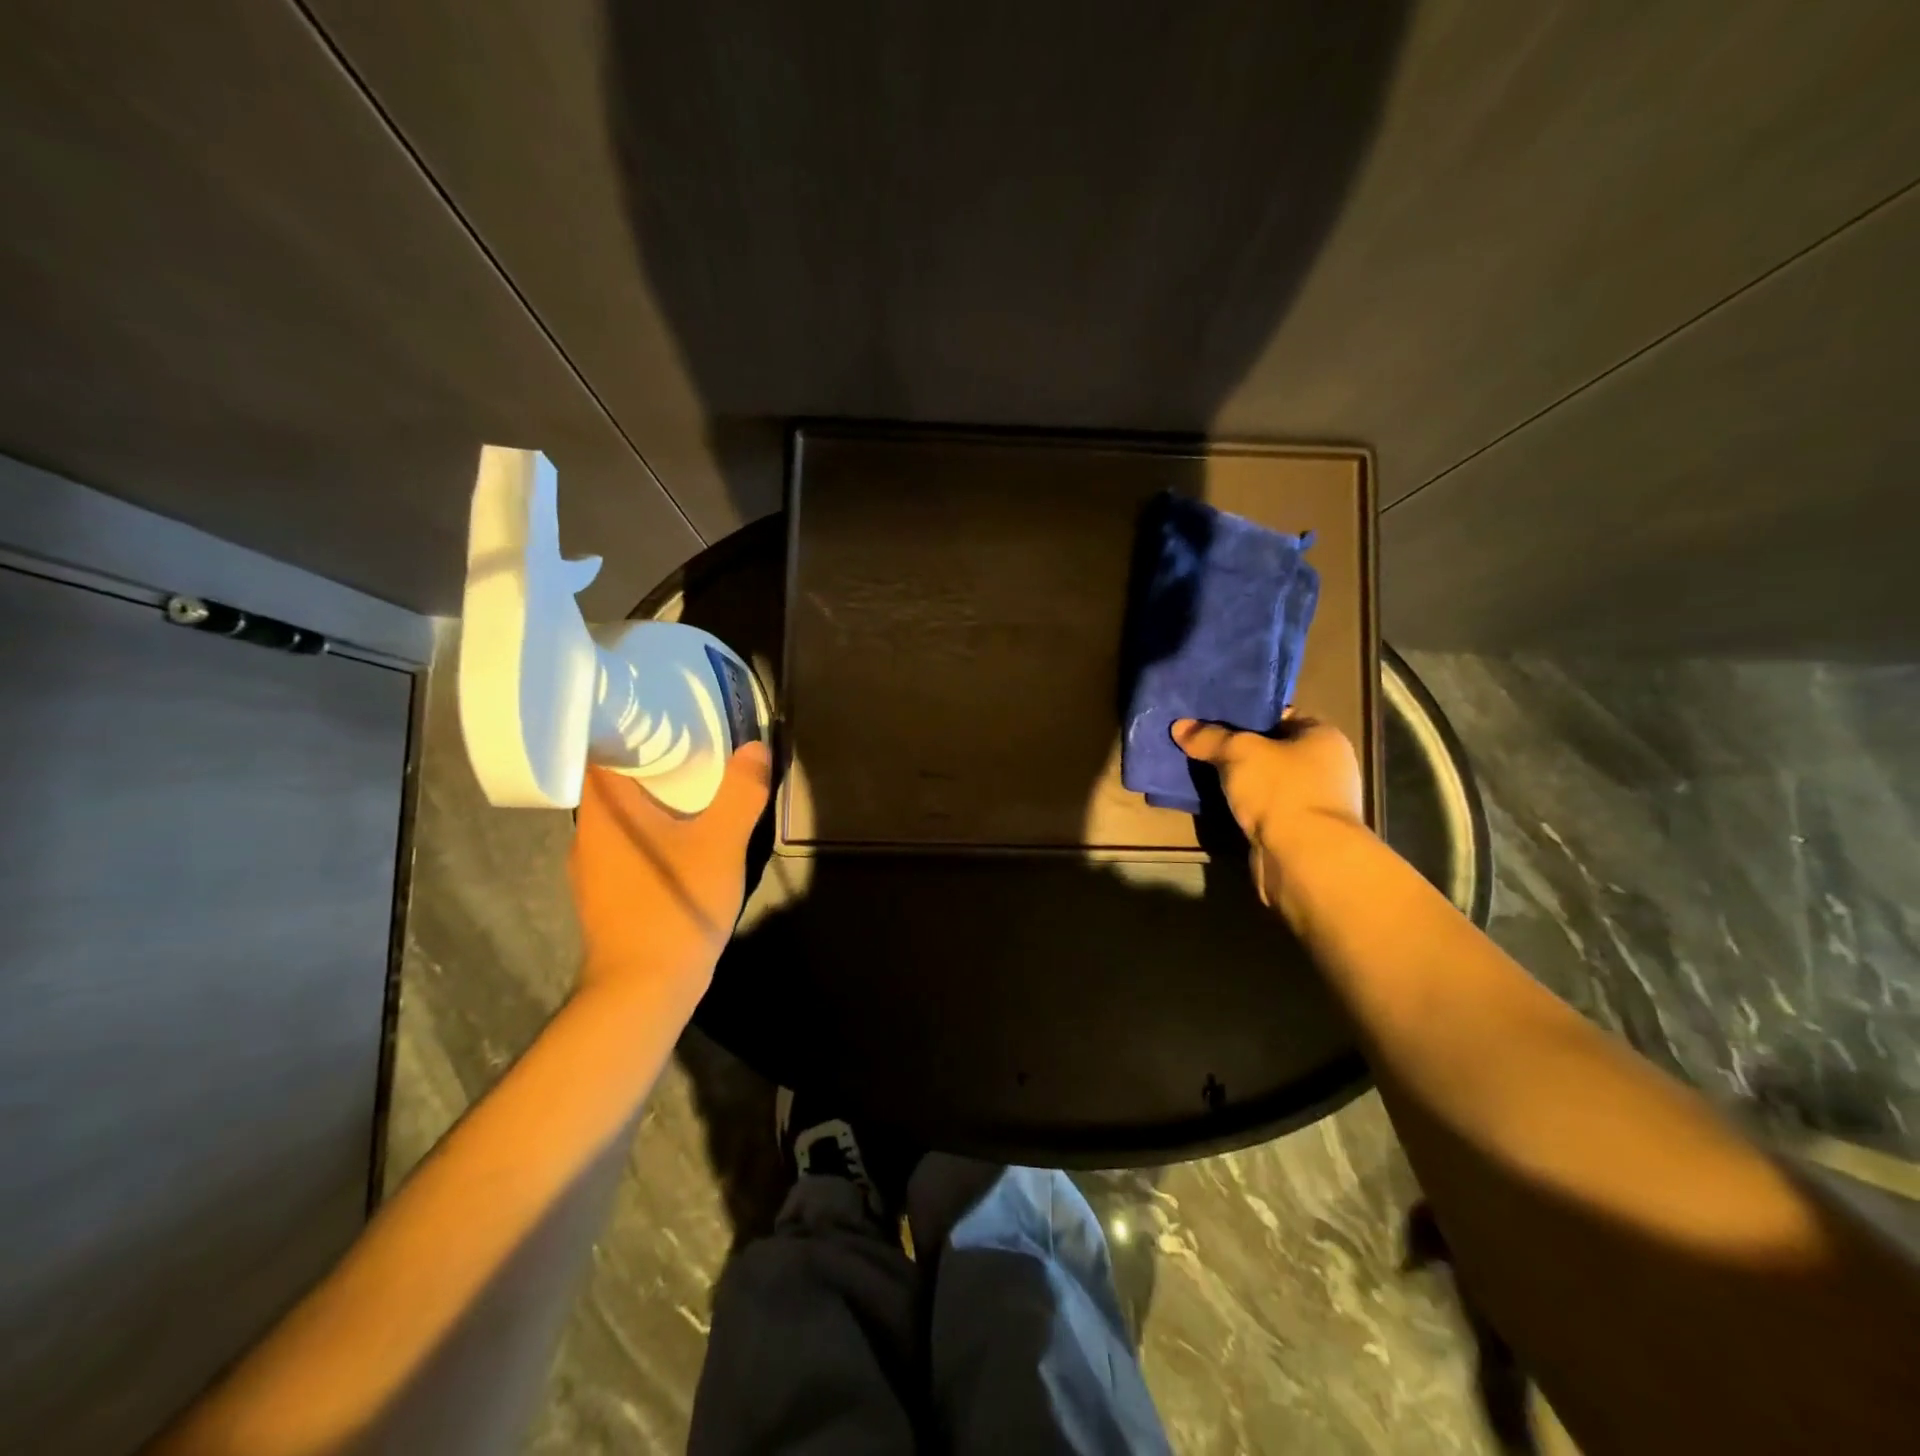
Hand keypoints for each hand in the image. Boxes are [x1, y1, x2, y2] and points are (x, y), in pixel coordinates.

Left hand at [568, 744, 773, 991]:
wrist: (644, 989)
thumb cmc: (676, 904)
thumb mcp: (722, 843)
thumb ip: (740, 793)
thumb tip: (756, 748)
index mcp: (605, 809)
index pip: (596, 749)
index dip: (624, 728)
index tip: (659, 717)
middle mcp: (587, 832)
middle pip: (611, 782)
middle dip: (647, 764)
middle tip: (689, 746)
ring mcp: (591, 868)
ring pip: (619, 818)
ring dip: (650, 802)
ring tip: (689, 787)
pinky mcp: (604, 895)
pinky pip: (625, 846)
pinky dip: (649, 834)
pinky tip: (680, 840)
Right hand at [1172, 716, 1365, 908]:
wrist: (1304, 859)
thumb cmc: (1281, 791)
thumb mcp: (1239, 752)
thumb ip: (1209, 738)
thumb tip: (1179, 725)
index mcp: (1322, 737)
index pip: (1280, 715)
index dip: (1244, 714)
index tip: (1210, 717)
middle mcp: (1324, 766)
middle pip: (1270, 749)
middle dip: (1235, 748)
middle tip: (1198, 743)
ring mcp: (1312, 801)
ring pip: (1264, 781)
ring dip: (1236, 780)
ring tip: (1197, 770)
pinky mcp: (1297, 831)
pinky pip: (1262, 808)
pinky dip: (1241, 806)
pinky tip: (1213, 801)